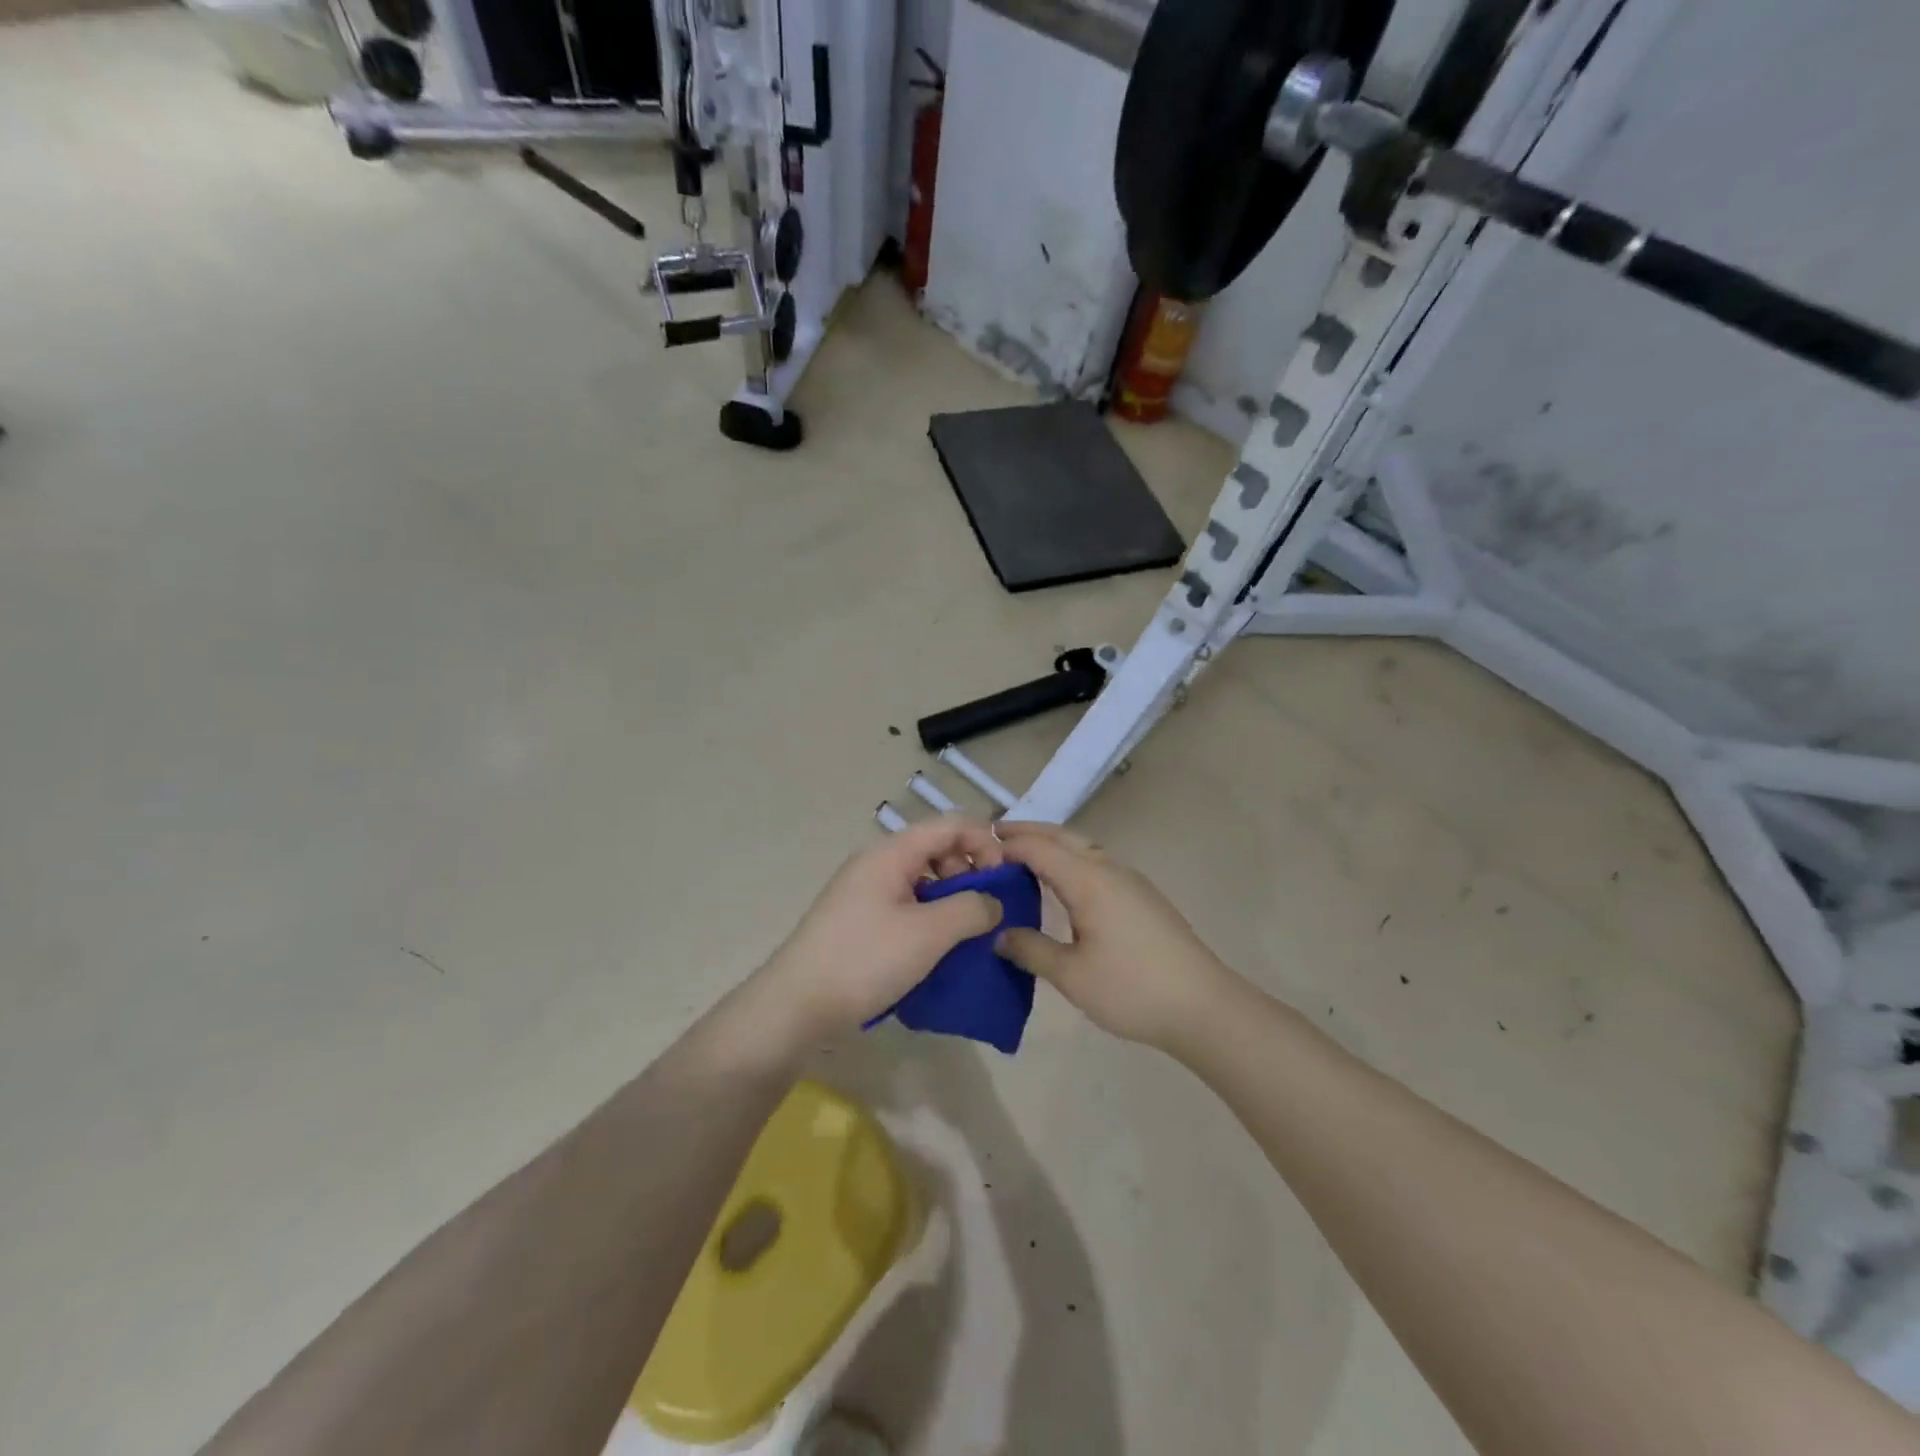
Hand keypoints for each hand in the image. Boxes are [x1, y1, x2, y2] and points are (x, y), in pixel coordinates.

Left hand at [755, 816, 1006, 1038]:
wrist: (796, 1006)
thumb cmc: (865, 960)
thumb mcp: (928, 934)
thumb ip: (971, 909)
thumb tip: (994, 902)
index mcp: (891, 853)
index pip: (951, 824)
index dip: (985, 843)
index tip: (1005, 881)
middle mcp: (877, 862)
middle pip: (936, 848)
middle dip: (970, 873)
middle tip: (986, 912)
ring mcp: (865, 891)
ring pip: (922, 879)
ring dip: (951, 899)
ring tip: (966, 935)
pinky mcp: (859, 919)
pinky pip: (906, 904)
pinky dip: (930, 917)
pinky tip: (938, 948)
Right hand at [994, 821, 1238, 1050]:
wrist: (1203, 1006)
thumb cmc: (1132, 988)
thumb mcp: (1072, 975)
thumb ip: (1031, 949)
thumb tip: (999, 933)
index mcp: (1089, 880)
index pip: (1039, 848)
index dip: (1007, 845)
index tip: (977, 851)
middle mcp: (1109, 868)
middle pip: (1063, 837)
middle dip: (1028, 833)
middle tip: (993, 839)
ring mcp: (1130, 881)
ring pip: (1083, 848)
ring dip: (1052, 845)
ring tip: (1022, 859)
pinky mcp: (1143, 896)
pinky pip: (1097, 863)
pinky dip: (1071, 861)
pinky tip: (1063, 886)